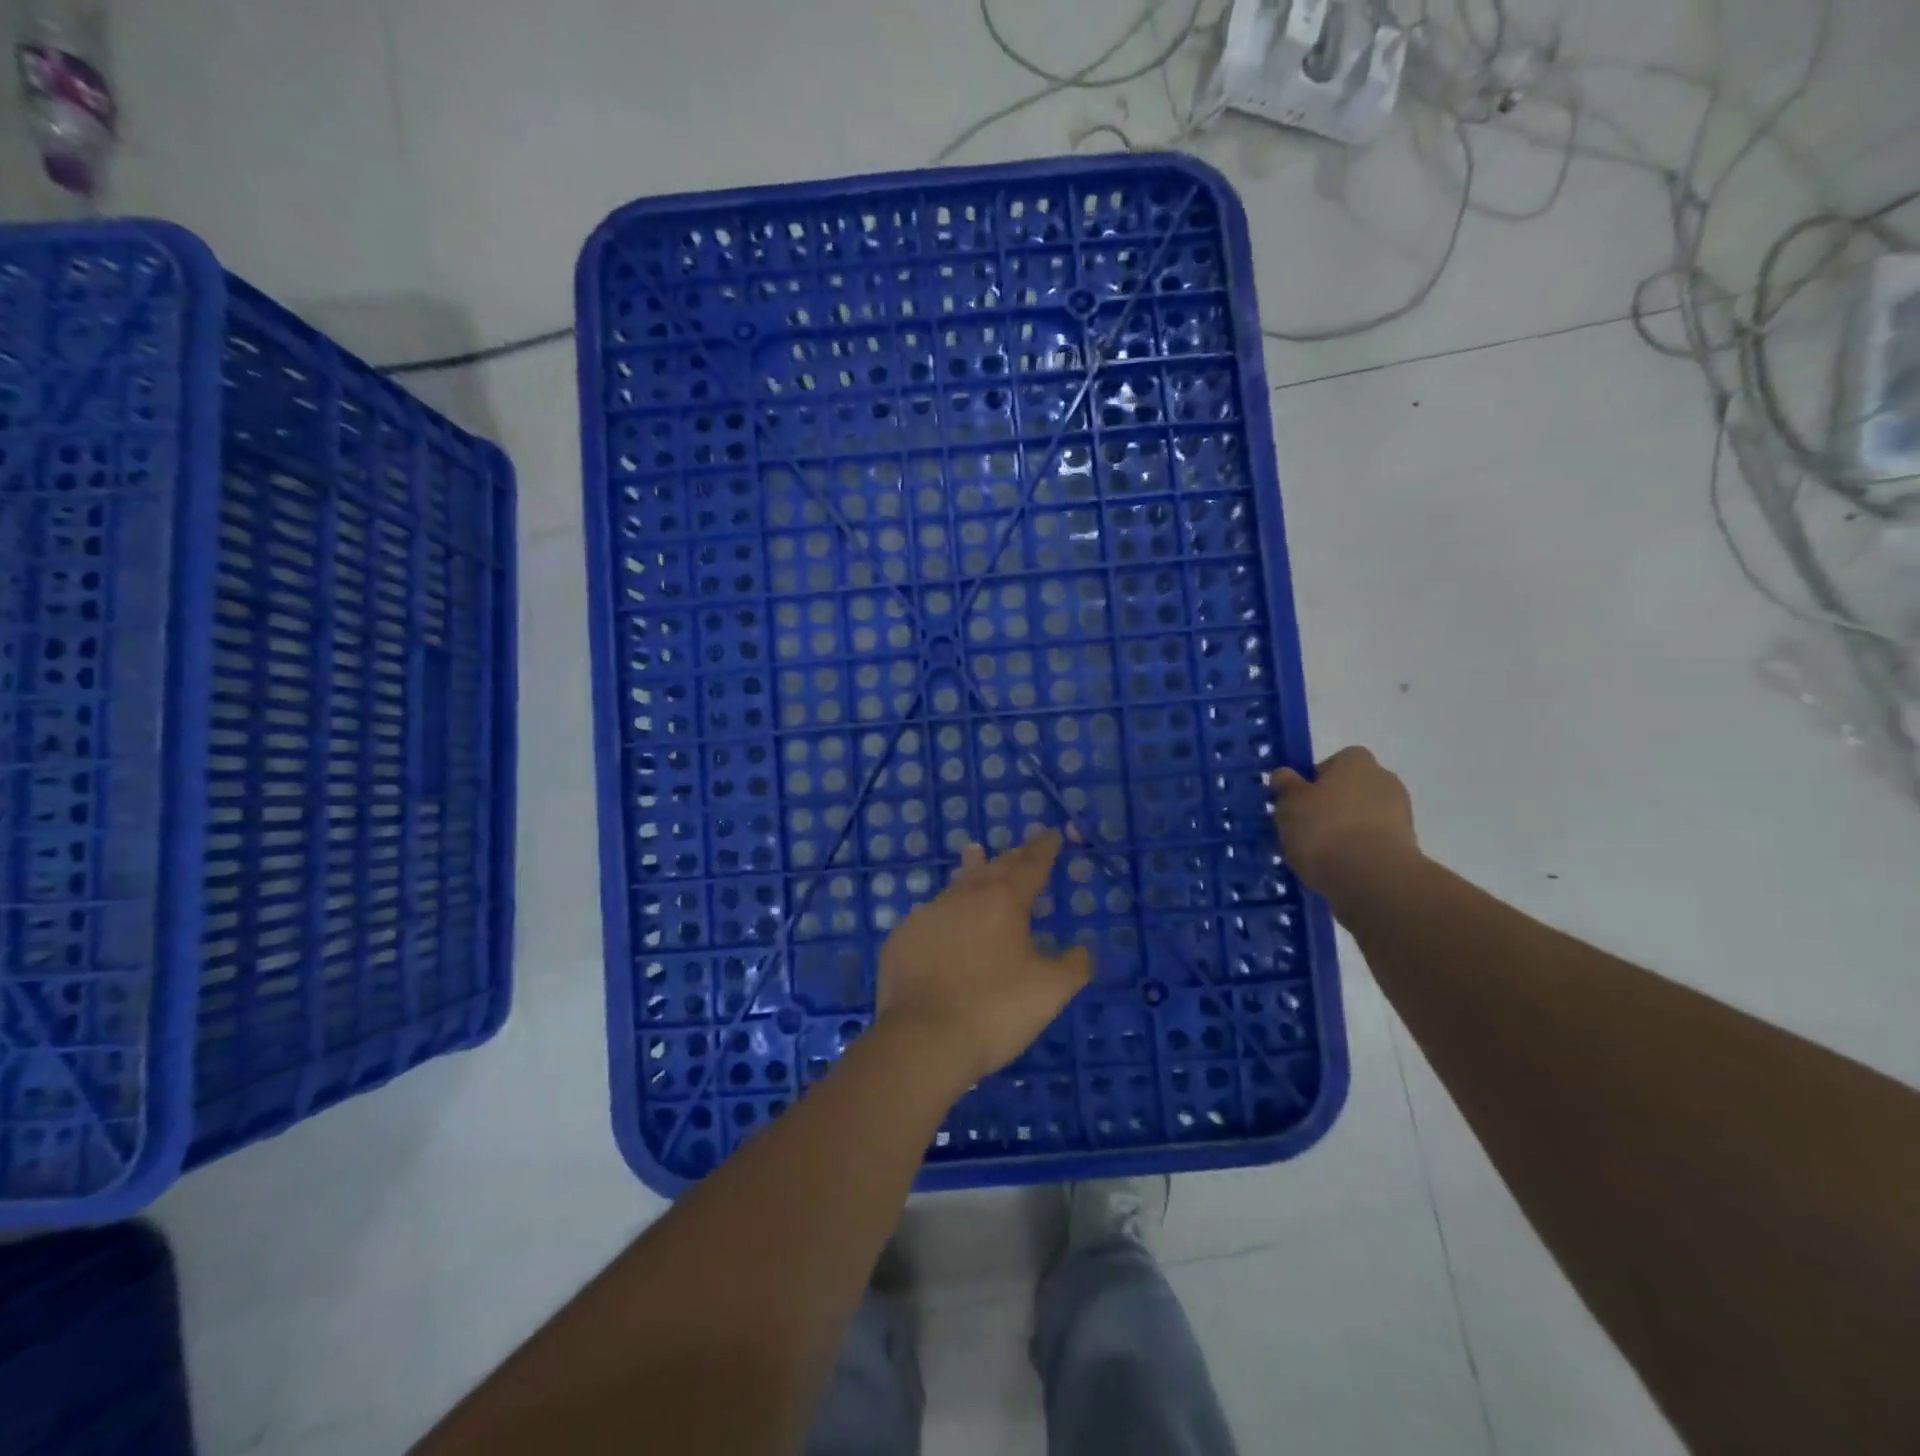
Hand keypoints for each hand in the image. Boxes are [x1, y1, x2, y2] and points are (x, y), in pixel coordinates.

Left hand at [876, 829, 1092, 1087]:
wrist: (923, 1037)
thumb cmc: (995, 1009)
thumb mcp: (1050, 991)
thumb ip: (1073, 965)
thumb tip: (1082, 949)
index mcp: (1004, 901)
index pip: (1031, 865)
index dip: (1044, 848)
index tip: (1052, 833)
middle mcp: (964, 897)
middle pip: (993, 867)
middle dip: (1011, 856)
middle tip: (1020, 848)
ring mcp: (928, 915)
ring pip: (956, 885)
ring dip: (971, 871)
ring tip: (974, 852)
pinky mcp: (902, 939)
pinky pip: (929, 916)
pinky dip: (943, 912)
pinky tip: (941, 918)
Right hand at [1270, 747, 1419, 898]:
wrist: (1371, 877)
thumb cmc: (1324, 828)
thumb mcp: (1289, 803)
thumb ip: (1286, 786)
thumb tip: (1284, 774)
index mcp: (1356, 761)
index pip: (1332, 763)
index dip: (1313, 781)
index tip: (1298, 803)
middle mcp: (1384, 779)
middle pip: (1349, 790)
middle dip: (1330, 806)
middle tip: (1304, 828)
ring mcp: (1400, 814)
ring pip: (1362, 818)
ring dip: (1344, 831)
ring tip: (1318, 854)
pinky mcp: (1406, 847)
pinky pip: (1372, 843)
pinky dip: (1357, 852)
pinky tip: (1337, 868)